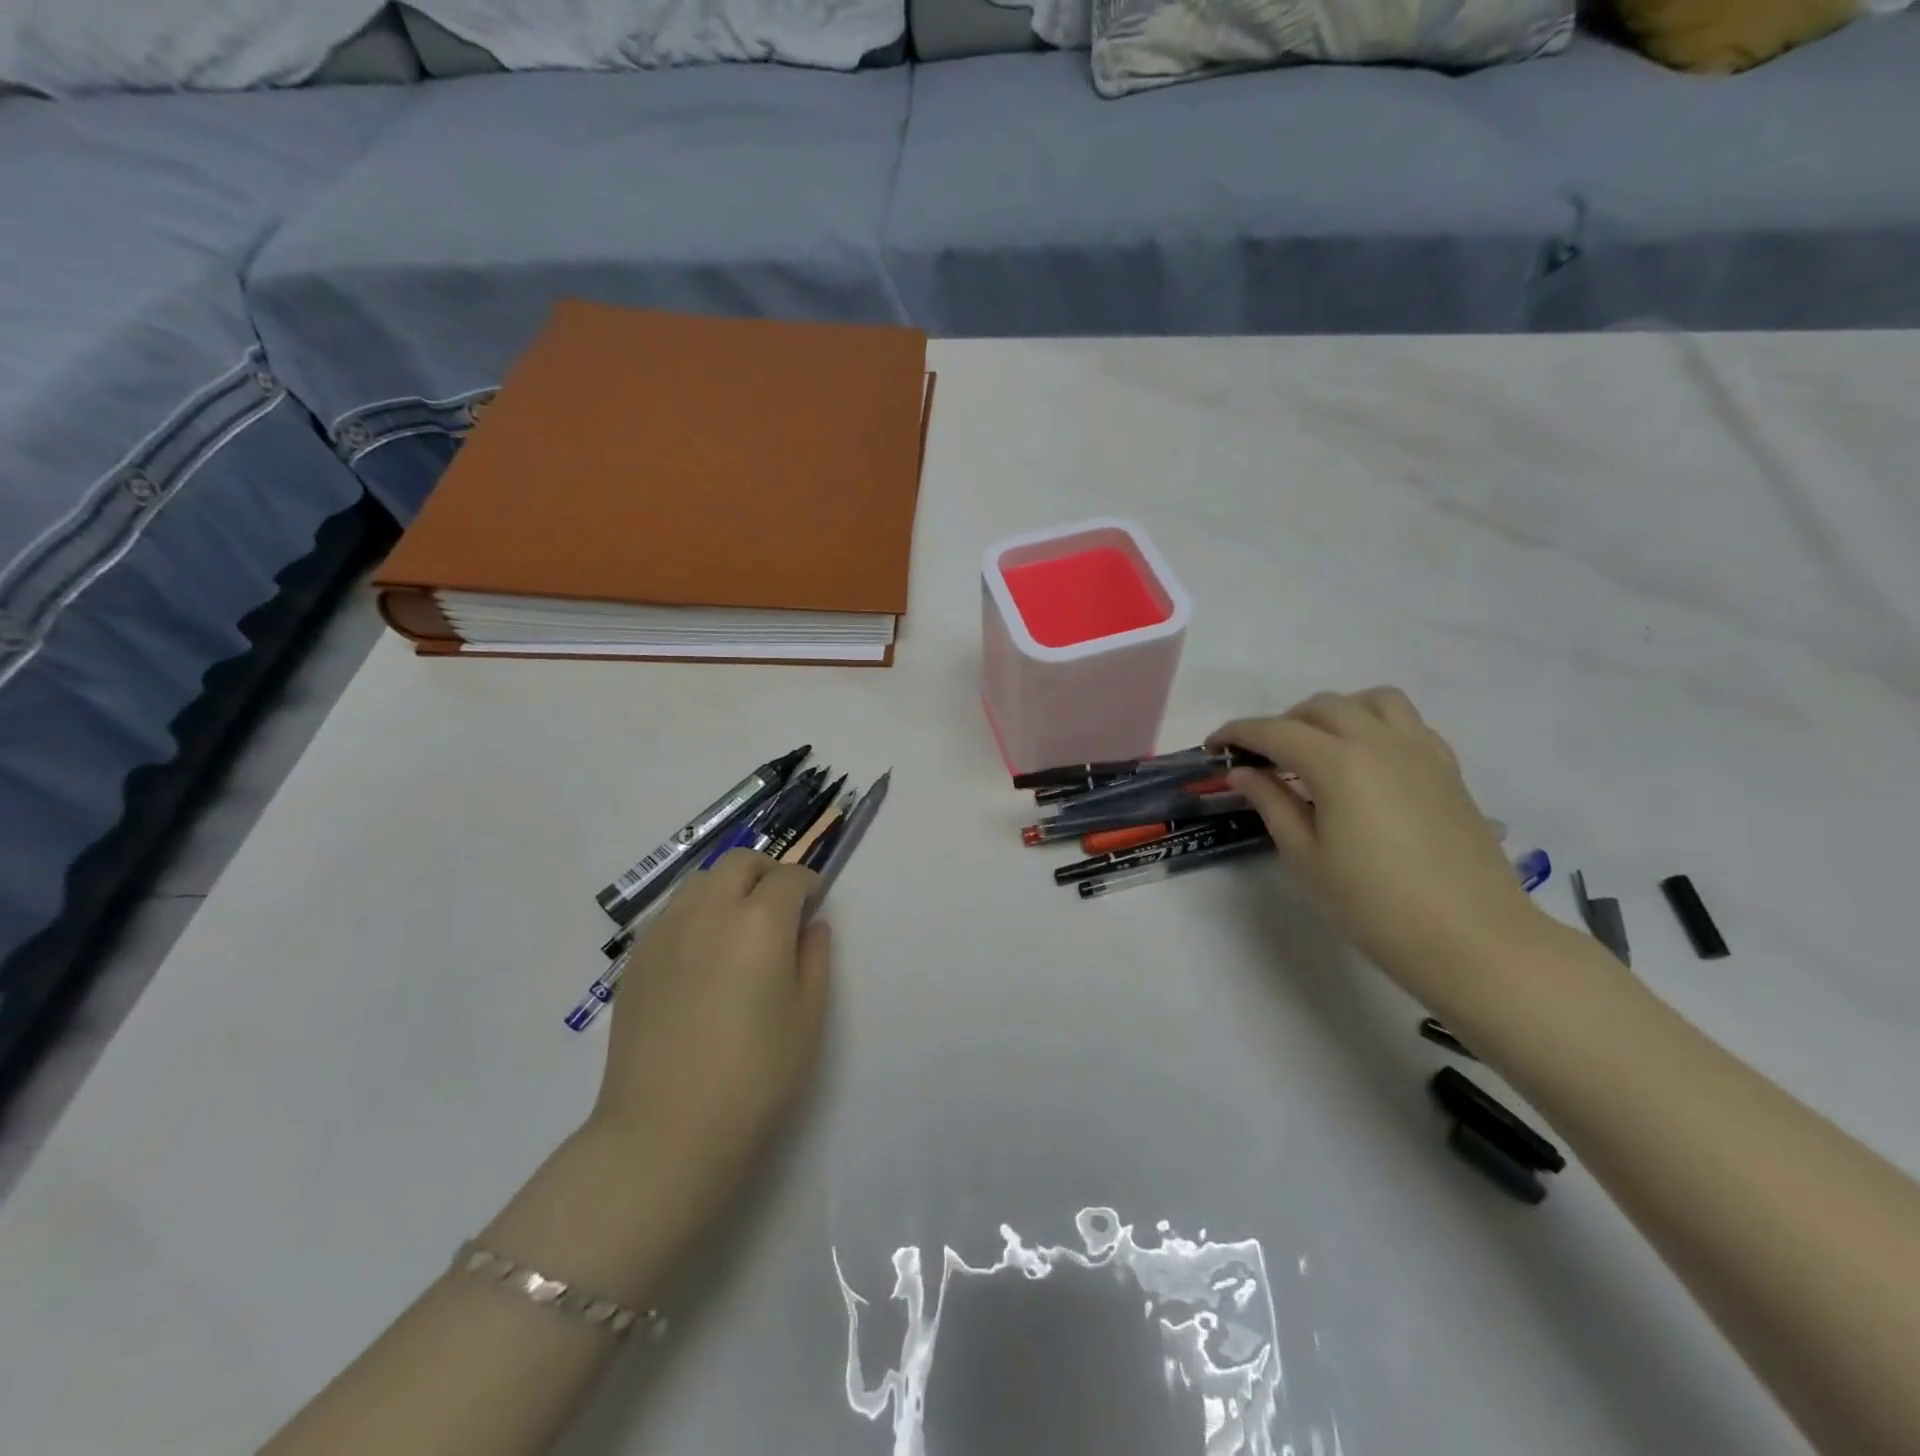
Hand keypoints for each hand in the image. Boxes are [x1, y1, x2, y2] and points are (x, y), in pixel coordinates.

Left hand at [591, 851, 830, 1232]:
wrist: (665, 1132)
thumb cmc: (755, 1077)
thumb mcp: (808, 1017)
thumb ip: (815, 959)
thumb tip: (810, 926)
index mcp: (760, 922)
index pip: (788, 877)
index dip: (807, 882)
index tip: (813, 901)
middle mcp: (709, 912)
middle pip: (739, 862)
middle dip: (766, 871)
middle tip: (779, 905)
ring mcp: (665, 932)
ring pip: (700, 881)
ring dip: (727, 887)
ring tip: (738, 926)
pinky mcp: (635, 960)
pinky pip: (671, 914)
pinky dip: (695, 914)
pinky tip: (701, 956)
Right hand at [1211, 688, 1544, 1001]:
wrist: (1472, 940)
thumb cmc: (1374, 905)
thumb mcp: (1306, 857)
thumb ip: (1271, 803)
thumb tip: (1244, 772)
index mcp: (1338, 763)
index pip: (1274, 731)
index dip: (1237, 733)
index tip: (1214, 746)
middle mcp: (1379, 741)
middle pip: (1320, 707)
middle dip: (1281, 723)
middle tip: (1261, 758)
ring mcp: (1420, 750)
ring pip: (1370, 701)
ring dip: (1333, 713)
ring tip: (1317, 747)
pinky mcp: (1447, 768)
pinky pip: (1406, 723)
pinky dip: (1375, 725)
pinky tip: (1365, 762)